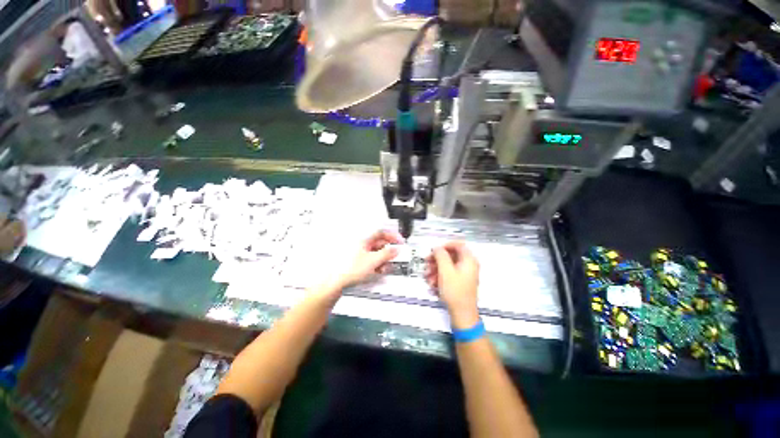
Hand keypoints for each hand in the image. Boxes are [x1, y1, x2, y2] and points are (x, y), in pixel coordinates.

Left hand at [337, 230, 403, 288]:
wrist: (336, 283)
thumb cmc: (350, 270)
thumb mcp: (373, 261)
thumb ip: (387, 254)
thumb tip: (396, 249)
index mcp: (364, 240)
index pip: (381, 232)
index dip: (392, 235)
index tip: (400, 241)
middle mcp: (361, 244)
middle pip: (380, 243)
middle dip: (388, 251)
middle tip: (394, 257)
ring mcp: (359, 253)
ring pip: (376, 253)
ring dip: (383, 260)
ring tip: (384, 268)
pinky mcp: (358, 262)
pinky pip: (371, 259)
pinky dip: (377, 264)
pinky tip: (377, 271)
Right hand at [425, 241, 479, 328]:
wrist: (462, 314)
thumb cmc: (456, 292)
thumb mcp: (445, 271)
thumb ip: (441, 256)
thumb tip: (437, 248)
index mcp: (469, 260)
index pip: (458, 244)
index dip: (445, 246)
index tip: (435, 250)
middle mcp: (468, 265)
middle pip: (450, 255)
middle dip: (437, 259)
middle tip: (427, 262)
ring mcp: (464, 274)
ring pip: (447, 265)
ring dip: (435, 269)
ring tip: (428, 276)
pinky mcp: (459, 282)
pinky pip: (448, 274)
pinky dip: (439, 276)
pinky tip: (433, 283)